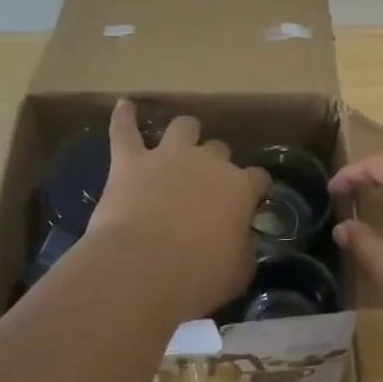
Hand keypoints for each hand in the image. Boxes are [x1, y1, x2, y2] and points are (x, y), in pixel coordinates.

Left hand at [85, 100, 271, 323]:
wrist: (141, 270)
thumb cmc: (198, 276)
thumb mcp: (238, 272)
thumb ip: (243, 249)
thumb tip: (241, 242)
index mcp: (239, 188)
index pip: (258, 178)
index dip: (256, 187)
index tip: (254, 199)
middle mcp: (207, 162)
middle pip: (219, 150)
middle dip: (217, 164)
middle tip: (208, 187)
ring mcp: (167, 157)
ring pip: (183, 128)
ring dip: (185, 133)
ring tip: (182, 140)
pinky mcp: (129, 162)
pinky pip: (124, 131)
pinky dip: (124, 117)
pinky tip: (124, 105)